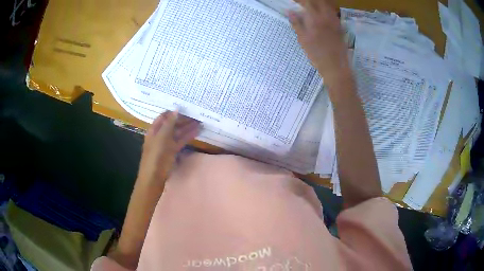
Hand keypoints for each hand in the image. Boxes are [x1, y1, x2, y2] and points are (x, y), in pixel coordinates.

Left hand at [137, 111, 199, 189]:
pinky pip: (181, 141)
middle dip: (183, 120)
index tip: (185, 108)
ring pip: (178, 133)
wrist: (154, 177)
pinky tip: (196, 132)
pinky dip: (188, 136)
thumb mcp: (161, 138)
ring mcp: (167, 143)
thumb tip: (176, 109)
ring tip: (200, 123)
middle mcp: (160, 135)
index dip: (173, 112)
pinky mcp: (173, 151)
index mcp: (154, 130)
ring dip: (188, 127)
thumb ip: (169, 124)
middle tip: (196, 116)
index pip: (163, 117)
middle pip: (172, 124)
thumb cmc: (155, 156)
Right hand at [289, 0, 348, 82]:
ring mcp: (335, 22)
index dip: (300, 0)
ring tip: (311, 7)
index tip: (293, 1)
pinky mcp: (340, 27)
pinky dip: (326, 10)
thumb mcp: (303, 40)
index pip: (307, 2)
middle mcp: (327, 17)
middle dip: (309, 1)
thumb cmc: (317, 55)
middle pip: (319, 1)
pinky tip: (322, 14)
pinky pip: (333, 13)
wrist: (336, 67)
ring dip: (319, 4)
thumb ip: (296, 23)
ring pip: (327, 6)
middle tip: (302, 4)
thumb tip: (289, 12)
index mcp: (316, 18)